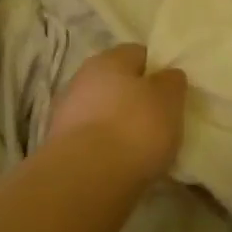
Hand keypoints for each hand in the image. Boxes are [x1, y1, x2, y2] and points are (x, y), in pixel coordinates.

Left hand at [45, 44, 187, 185]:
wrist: (87, 177)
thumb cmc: (135, 127)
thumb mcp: (169, 100)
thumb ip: (171, 82)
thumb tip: (167, 76)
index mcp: (109, 59)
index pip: (138, 53)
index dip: (157, 69)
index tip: (171, 92)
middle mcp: (82, 78)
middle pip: (116, 83)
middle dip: (135, 98)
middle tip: (158, 119)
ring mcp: (66, 112)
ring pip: (102, 110)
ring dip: (118, 123)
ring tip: (141, 146)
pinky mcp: (60, 144)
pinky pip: (92, 137)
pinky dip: (105, 146)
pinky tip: (121, 162)